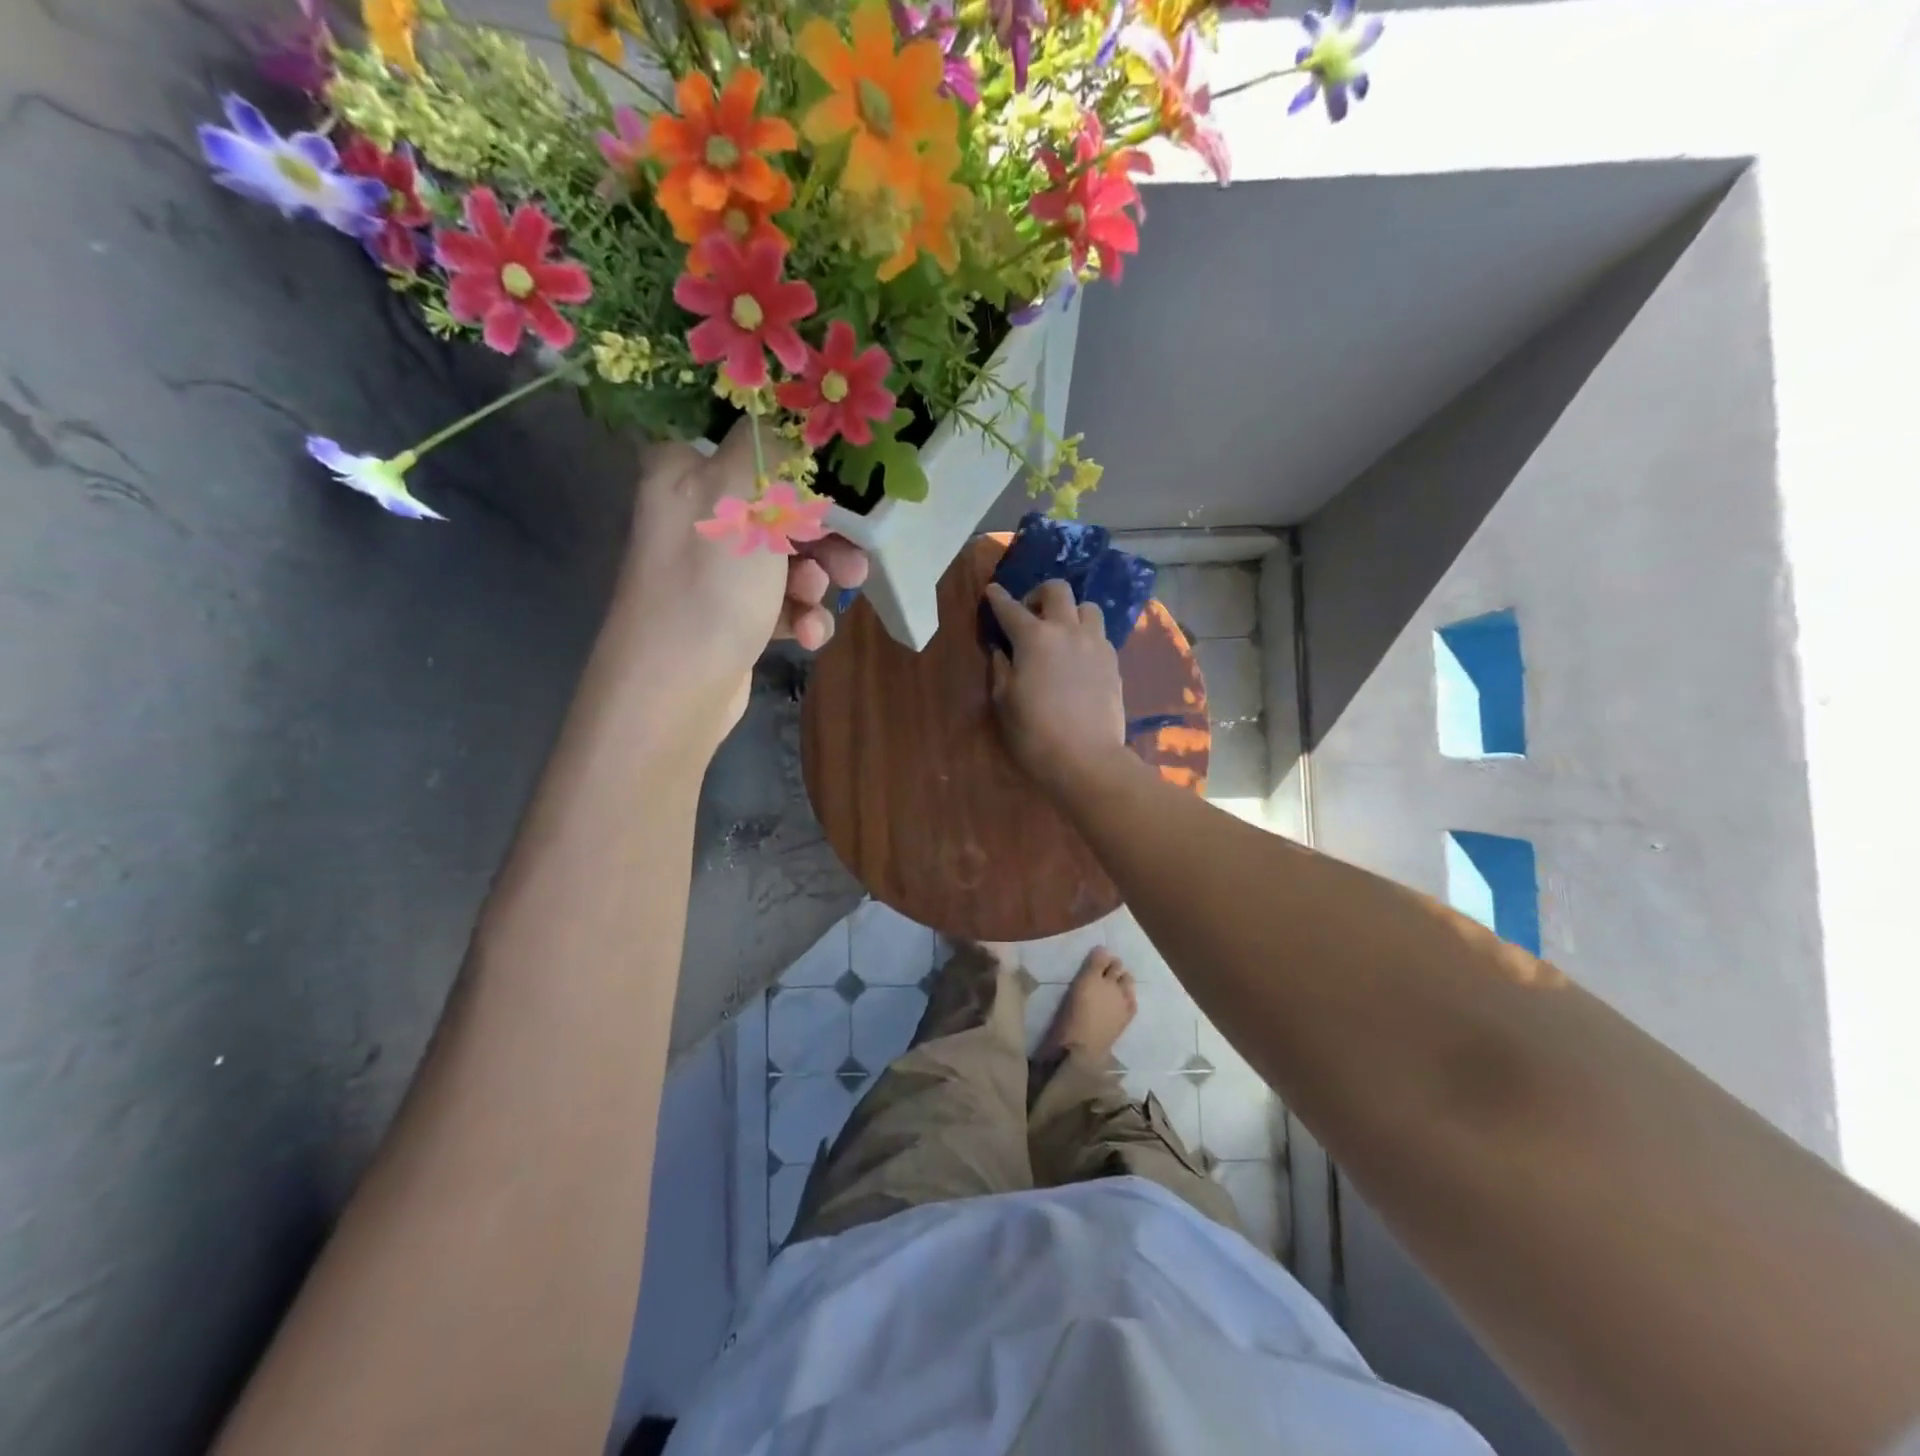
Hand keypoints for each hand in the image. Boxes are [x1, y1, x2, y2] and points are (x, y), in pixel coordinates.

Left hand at [619, 420, 866, 737]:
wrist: (676, 689)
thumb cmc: (708, 584)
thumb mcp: (740, 496)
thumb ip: (770, 447)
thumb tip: (789, 413)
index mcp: (686, 472)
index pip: (749, 442)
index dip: (799, 460)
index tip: (838, 480)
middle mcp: (698, 514)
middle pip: (780, 506)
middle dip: (822, 537)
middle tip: (852, 560)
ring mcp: (716, 570)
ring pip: (788, 558)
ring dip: (816, 581)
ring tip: (818, 602)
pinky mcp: (734, 615)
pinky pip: (781, 602)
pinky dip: (800, 615)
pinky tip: (806, 635)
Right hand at [984, 579, 1129, 796]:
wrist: (1086, 759)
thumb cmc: (1034, 732)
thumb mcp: (1004, 701)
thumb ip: (1001, 668)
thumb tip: (1002, 651)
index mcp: (1034, 637)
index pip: (1010, 608)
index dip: (998, 598)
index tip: (992, 591)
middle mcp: (1067, 630)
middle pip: (1057, 590)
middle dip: (1039, 594)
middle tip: (1030, 613)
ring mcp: (1095, 644)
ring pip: (1087, 607)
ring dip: (1071, 612)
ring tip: (1061, 632)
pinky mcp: (1113, 663)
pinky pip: (1100, 635)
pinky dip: (1086, 636)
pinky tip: (1078, 656)